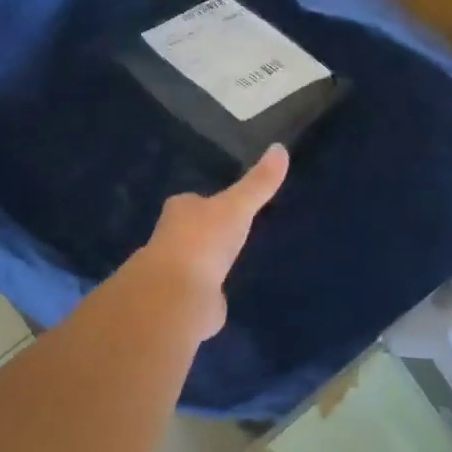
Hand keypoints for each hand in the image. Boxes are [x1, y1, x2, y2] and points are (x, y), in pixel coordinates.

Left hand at [127, 145, 289, 343]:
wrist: (178, 295)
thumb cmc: (204, 240)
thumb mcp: (237, 207)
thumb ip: (259, 182)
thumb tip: (280, 148)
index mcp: (179, 210)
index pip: (193, 201)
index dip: (208, 202)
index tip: (227, 206)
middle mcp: (171, 239)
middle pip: (191, 231)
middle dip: (207, 234)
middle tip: (231, 235)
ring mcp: (175, 273)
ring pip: (193, 263)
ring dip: (207, 264)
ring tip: (230, 264)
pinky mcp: (183, 302)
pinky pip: (200, 292)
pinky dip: (210, 293)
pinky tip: (224, 295)